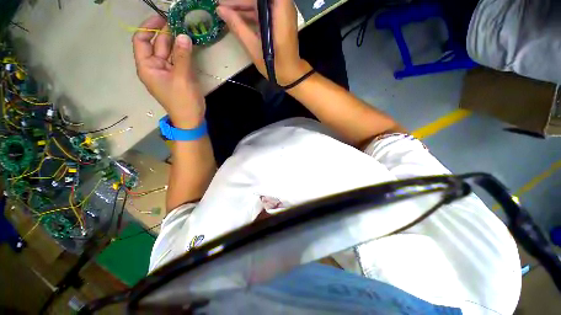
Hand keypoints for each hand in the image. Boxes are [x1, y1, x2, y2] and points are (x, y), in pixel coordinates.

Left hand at [133, 16, 204, 128]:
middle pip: (156, 44)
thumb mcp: (181, 78)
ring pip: (169, 51)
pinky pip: (178, 59)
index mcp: (147, 67)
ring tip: (186, 29)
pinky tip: (190, 44)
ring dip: (176, 41)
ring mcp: (167, 70)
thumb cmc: (182, 101)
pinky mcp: (178, 75)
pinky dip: (183, 51)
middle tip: (180, 22)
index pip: (141, 41)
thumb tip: (184, 36)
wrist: (191, 119)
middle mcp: (155, 66)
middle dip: (166, 32)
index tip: (162, 18)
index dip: (148, 27)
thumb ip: (182, 56)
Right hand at [217, 0, 311, 85]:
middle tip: (222, 6)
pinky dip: (251, 13)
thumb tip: (220, 10)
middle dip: (240, 1)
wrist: (291, 74)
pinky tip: (238, 18)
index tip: (227, 2)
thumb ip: (238, 27)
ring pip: (260, 3)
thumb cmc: (275, 65)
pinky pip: (263, 10)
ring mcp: (282, 12)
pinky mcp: (279, 19)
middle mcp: (283, 7)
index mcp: (279, 12)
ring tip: (225, 12)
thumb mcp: (254, 48)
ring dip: (243, 6)